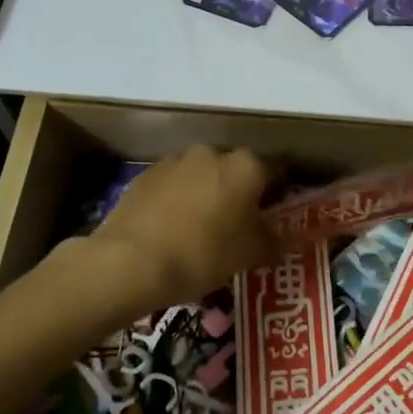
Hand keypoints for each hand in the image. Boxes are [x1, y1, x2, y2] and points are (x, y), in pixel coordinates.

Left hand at [85, 145, 273, 310]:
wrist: (131, 261)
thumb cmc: (203, 254)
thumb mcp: (249, 255)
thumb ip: (272, 241)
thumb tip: (281, 238)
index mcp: (246, 166)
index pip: (276, 170)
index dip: (279, 192)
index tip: (274, 214)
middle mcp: (212, 153)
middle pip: (235, 170)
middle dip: (238, 192)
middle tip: (237, 225)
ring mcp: (175, 160)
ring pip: (201, 175)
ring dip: (205, 193)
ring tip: (199, 228)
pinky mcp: (145, 175)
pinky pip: (171, 185)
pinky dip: (176, 200)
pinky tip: (170, 228)